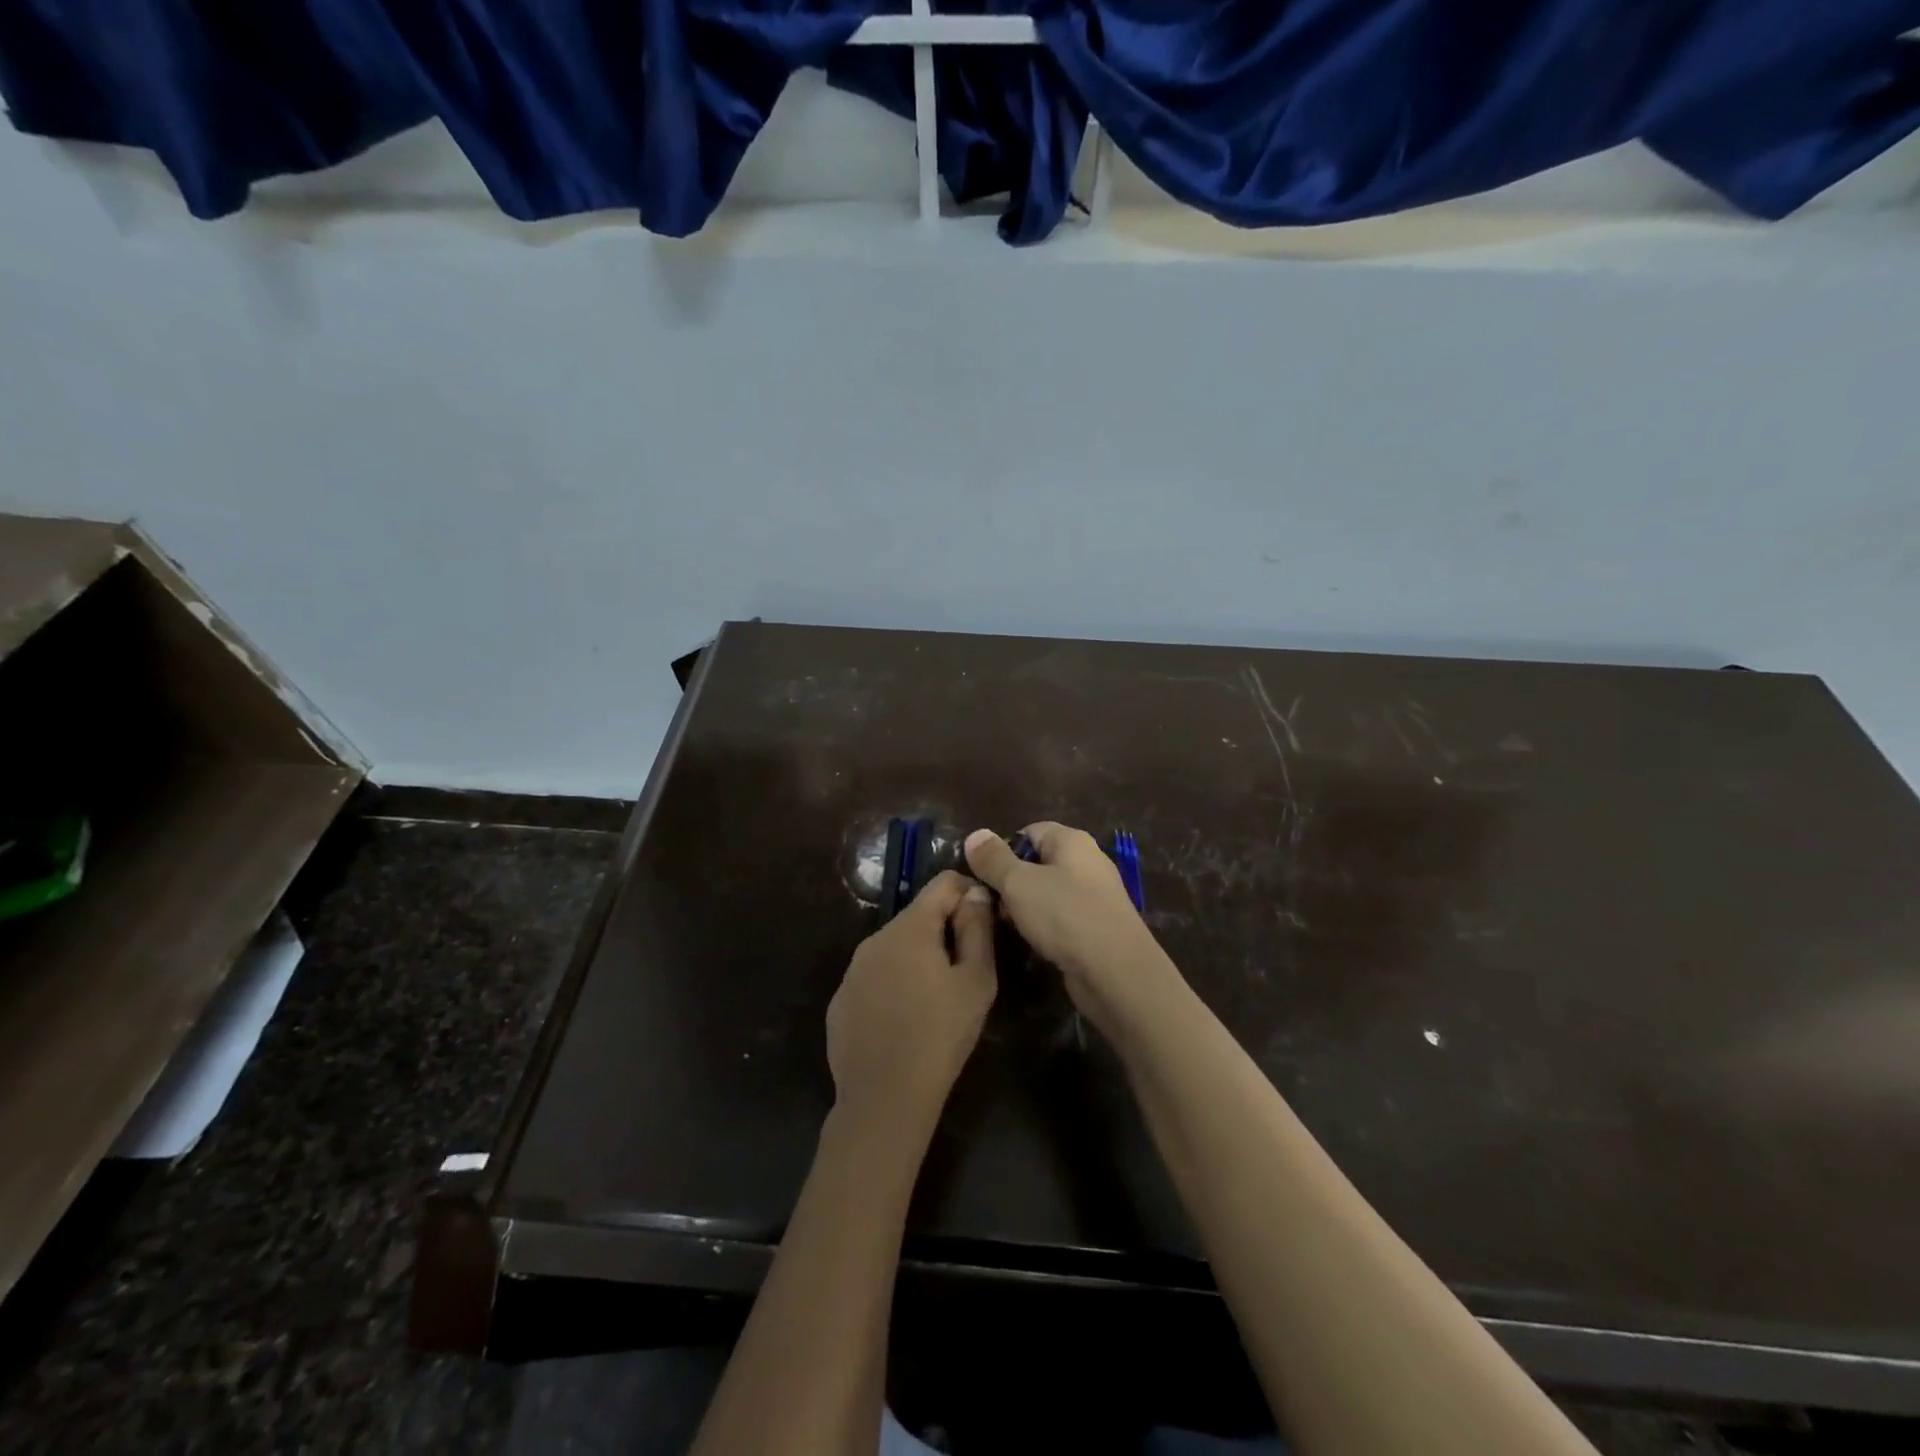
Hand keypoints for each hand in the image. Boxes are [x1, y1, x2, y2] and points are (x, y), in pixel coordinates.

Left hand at [826, 871, 996, 1142]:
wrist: (883, 1100)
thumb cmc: (940, 1036)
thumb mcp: (976, 982)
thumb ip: (978, 929)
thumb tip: (976, 893)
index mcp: (909, 928)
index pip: (943, 883)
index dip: (969, 894)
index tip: (983, 924)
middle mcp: (874, 938)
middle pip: (918, 916)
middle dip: (944, 930)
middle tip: (966, 969)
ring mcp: (852, 970)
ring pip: (895, 947)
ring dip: (918, 958)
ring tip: (936, 999)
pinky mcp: (841, 1000)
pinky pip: (875, 977)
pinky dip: (894, 984)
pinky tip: (905, 1020)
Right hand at [964, 823, 1169, 1030]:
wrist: (1117, 972)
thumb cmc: (1065, 915)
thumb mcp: (1018, 883)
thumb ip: (993, 859)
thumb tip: (975, 834)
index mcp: (1072, 841)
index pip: (1029, 831)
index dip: (1002, 849)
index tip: (982, 875)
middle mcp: (1087, 862)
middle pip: (1037, 862)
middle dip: (1011, 881)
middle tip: (990, 903)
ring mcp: (1095, 896)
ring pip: (1048, 892)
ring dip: (1025, 907)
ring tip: (1006, 925)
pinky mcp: (1097, 927)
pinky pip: (1061, 917)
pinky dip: (1044, 926)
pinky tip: (1031, 943)